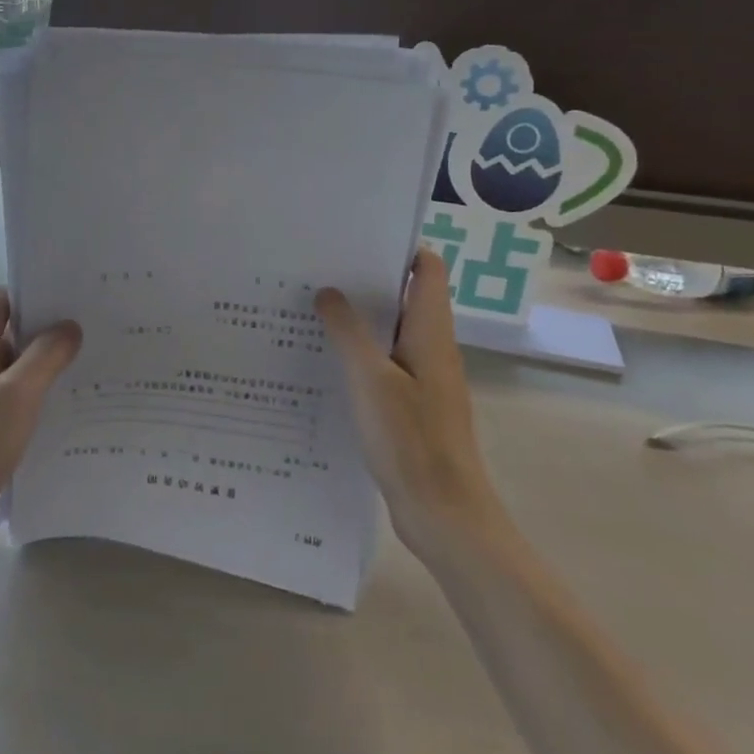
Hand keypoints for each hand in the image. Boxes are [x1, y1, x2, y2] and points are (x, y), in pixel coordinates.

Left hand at [0, 289, 81, 563]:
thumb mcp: (16, 396)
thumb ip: (44, 356)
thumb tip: (70, 326)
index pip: (2, 300)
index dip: (34, 292)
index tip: (73, 296)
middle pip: (13, 331)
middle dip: (50, 329)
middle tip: (95, 330)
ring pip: (18, 367)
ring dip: (48, 366)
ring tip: (93, 366)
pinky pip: (17, 398)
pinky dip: (40, 396)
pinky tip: (71, 407)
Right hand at [316, 249, 500, 549]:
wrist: (443, 514)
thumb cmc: (411, 440)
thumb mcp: (370, 379)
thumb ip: (348, 331)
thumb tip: (328, 291)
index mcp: (431, 332)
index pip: (427, 269)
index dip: (398, 247)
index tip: (354, 238)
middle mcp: (432, 347)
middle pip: (405, 296)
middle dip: (366, 280)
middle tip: (316, 269)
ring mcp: (423, 378)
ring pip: (391, 331)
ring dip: (358, 318)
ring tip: (309, 307)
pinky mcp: (411, 405)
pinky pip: (383, 363)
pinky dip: (358, 353)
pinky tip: (322, 359)